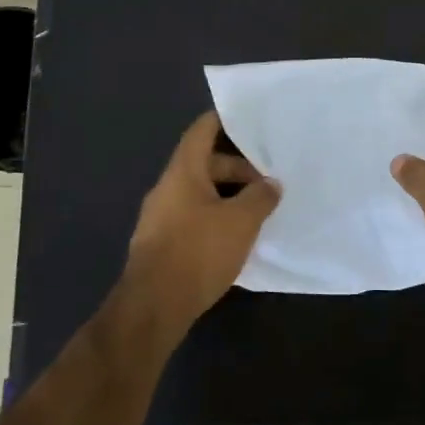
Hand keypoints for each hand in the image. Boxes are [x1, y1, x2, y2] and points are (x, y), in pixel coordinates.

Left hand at [118, 112, 279, 335]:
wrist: (153, 306)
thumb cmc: (198, 252)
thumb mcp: (241, 221)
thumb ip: (260, 197)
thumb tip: (271, 184)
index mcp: (183, 172)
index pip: (202, 131)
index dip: (223, 120)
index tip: (249, 118)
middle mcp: (167, 188)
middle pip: (204, 164)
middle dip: (238, 168)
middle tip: (268, 181)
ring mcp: (161, 217)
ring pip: (200, 193)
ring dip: (228, 195)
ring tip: (258, 209)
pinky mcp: (162, 243)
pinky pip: (193, 217)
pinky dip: (216, 217)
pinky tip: (236, 236)